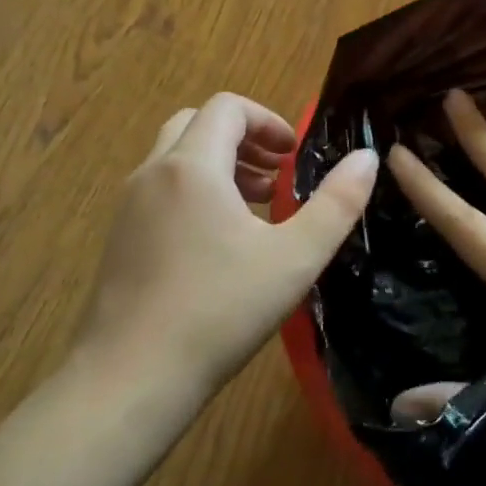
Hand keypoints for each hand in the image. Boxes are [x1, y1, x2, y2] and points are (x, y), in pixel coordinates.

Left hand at [76, 92, 378, 409]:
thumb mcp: (294, 258)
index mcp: (192, 166)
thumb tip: (367, 157)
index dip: (267, 120)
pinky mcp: (118, 238)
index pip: (227, 107)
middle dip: (242, 140)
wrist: (130, 378)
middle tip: (276, 177)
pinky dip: (193, 193)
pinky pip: (160, 191)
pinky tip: (217, 244)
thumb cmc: (219, 311)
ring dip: (218, 166)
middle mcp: (153, 173)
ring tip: (255, 208)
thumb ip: (337, 203)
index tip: (294, 155)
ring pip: (175, 159)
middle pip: (197, 125)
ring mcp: (128, 206)